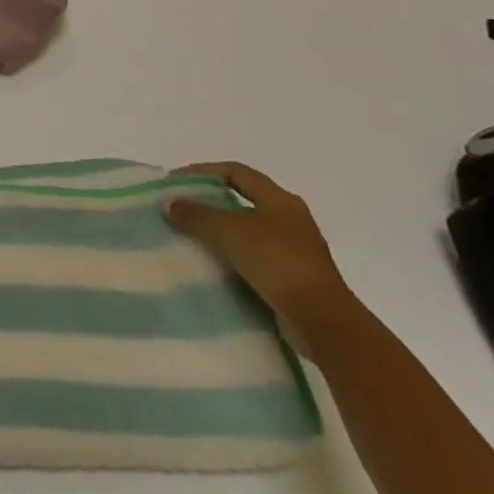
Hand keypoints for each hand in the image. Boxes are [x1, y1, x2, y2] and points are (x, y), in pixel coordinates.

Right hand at [165, 161, 362, 357]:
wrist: (323, 322)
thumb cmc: (276, 262)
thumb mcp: (227, 230)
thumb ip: (195, 214)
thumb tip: (170, 204)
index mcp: (280, 199)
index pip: (235, 172)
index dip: (202, 171)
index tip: (175, 183)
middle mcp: (292, 219)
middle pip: (242, 200)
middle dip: (210, 202)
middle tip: (180, 209)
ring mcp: (296, 251)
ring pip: (249, 231)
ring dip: (220, 232)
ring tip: (190, 237)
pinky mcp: (295, 279)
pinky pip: (256, 259)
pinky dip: (233, 257)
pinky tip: (213, 266)